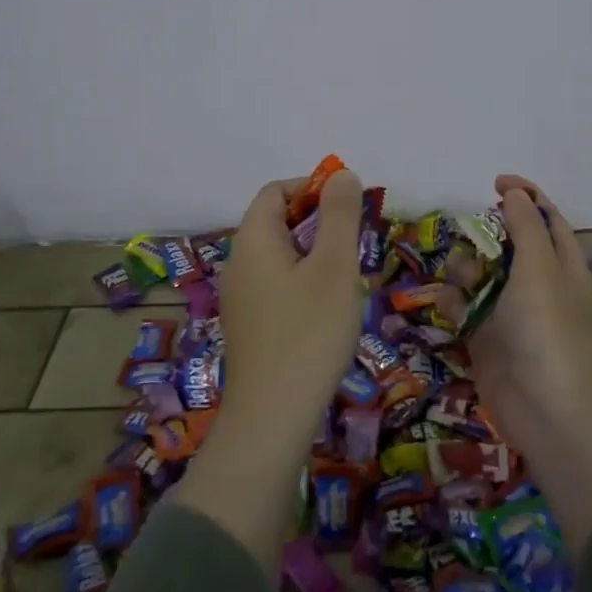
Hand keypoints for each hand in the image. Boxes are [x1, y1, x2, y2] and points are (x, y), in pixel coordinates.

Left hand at [218, 168, 365, 418]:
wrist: (272, 417)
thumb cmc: (309, 332)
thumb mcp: (334, 266)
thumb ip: (340, 215)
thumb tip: (342, 175)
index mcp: (253, 240)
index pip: (275, 191)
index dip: (311, 187)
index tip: (348, 206)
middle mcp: (238, 263)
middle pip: (275, 222)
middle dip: (317, 222)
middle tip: (353, 243)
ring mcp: (239, 298)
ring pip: (279, 256)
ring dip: (313, 254)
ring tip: (345, 278)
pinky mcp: (248, 327)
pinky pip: (276, 285)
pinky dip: (302, 282)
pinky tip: (326, 311)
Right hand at [469, 174, 591, 552]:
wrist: (549, 413)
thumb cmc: (550, 331)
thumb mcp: (541, 269)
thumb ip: (526, 227)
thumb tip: (515, 193)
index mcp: (563, 266)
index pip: (547, 220)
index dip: (526, 197)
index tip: (496, 182)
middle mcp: (537, 286)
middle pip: (507, 245)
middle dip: (486, 236)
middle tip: (473, 239)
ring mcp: (510, 314)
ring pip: (480, 275)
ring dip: (466, 269)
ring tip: (464, 279)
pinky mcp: (485, 340)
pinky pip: (464, 309)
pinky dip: (455, 302)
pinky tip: (451, 305)